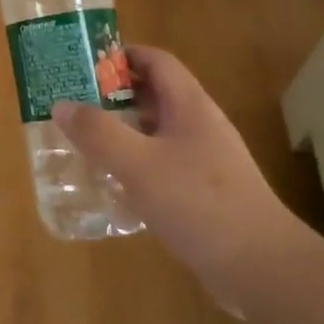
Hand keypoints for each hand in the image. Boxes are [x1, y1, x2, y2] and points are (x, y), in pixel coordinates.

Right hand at [52, 45, 308, 312]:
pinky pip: (162, 165)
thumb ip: (99, 133)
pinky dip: (135, 164)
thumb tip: (62, 105)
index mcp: (190, 106)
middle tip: (75, 103)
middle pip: (154, 95)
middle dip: (115, 95)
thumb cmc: (199, 204)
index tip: (84, 63)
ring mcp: (205, 161)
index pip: (156, 61)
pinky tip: (113, 185)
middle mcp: (199, 126)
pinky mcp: (204, 193)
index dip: (122, 55)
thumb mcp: (139, 165)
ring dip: (123, 131)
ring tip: (85, 141)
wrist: (262, 268)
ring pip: (157, 132)